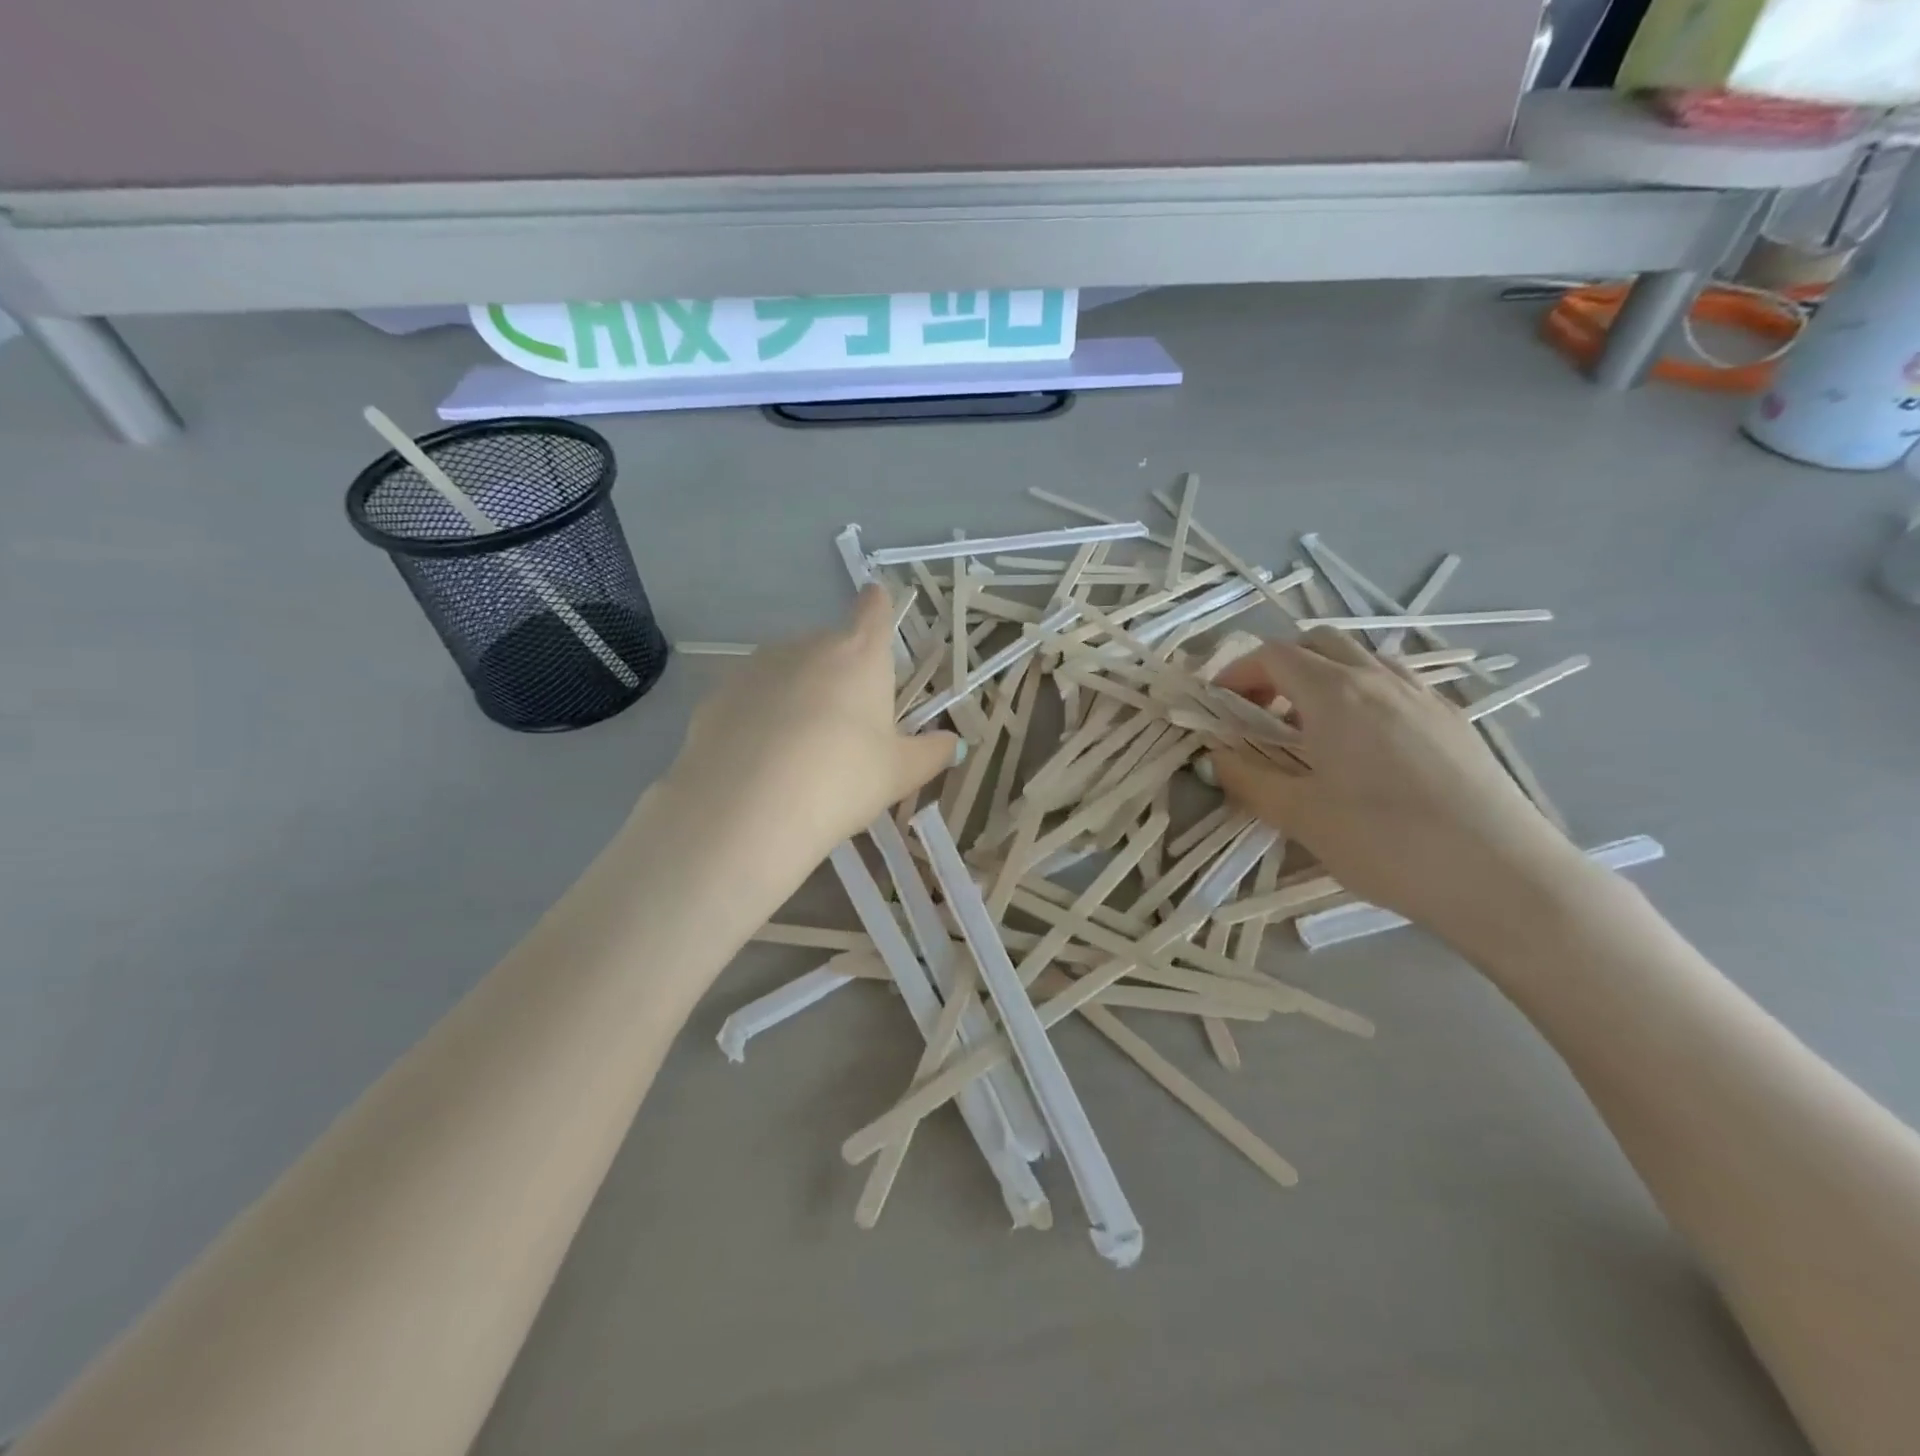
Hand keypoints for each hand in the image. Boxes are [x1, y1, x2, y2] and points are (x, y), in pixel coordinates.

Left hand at [661, 585, 960, 877]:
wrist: (747, 809)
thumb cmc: (841, 780)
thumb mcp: (898, 774)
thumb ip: (931, 753)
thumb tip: (952, 743)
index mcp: (859, 656)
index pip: (873, 610)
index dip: (877, 606)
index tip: (876, 603)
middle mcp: (807, 647)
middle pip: (829, 646)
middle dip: (839, 673)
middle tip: (844, 726)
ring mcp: (756, 667)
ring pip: (786, 671)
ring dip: (797, 694)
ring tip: (797, 749)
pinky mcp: (717, 695)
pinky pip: (750, 698)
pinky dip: (759, 716)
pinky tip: (760, 759)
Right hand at [1211, 630, 1586, 946]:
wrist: (1502, 876)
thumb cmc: (1386, 844)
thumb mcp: (1300, 817)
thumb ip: (1248, 778)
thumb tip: (1216, 755)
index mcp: (1335, 694)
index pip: (1273, 655)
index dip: (1237, 674)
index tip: (1220, 707)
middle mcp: (1379, 680)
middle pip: (1317, 643)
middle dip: (1278, 668)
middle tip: (1260, 712)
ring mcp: (1423, 696)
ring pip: (1360, 660)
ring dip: (1321, 678)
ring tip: (1309, 730)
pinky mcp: (1454, 720)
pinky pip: (1395, 685)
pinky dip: (1361, 695)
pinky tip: (1362, 745)